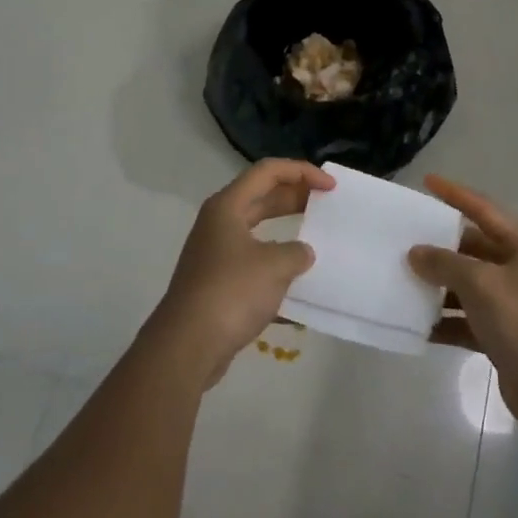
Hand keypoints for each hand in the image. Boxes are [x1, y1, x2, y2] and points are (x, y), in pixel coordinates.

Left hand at [145, 159, 333, 389]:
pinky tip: (298, 286)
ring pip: (259, 232)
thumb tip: (301, 254)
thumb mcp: (275, 266)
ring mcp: (216, 254)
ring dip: (287, 233)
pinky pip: (254, 264)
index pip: (268, 171)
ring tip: (316, 241)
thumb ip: (296, 252)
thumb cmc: (231, 292)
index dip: (302, 172)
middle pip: (262, 197)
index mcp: (227, 206)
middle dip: (295, 197)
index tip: (330, 187)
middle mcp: (219, 224)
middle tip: (327, 205)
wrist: (187, 345)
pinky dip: (276, 268)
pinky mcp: (218, 283)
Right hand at [410, 176, 517, 439]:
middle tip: (404, 239)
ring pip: (468, 286)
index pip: (485, 210)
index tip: (427, 182)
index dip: (456, 194)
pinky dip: (446, 321)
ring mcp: (515, 305)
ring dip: (439, 286)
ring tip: (402, 280)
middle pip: (475, 249)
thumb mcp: (482, 285)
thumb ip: (446, 263)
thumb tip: (416, 253)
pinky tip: (418, 326)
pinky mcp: (505, 336)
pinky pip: (468, 320)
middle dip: (440, 247)